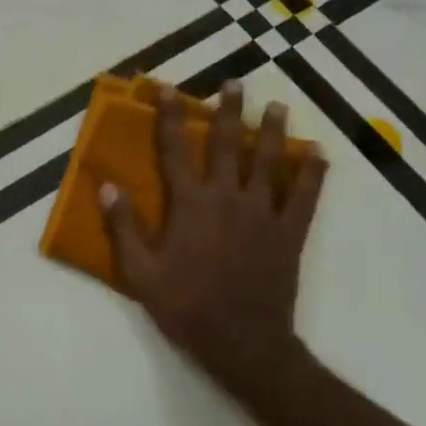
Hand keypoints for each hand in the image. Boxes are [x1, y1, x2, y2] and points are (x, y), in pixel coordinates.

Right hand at [100, 84, 327, 403]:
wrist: (242, 342)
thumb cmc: (185, 305)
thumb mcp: (140, 271)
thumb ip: (123, 226)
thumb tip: (107, 185)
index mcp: (189, 204)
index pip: (175, 149)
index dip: (170, 116)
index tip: (168, 89)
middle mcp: (227, 197)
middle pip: (227, 144)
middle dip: (229, 111)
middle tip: (235, 83)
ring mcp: (262, 213)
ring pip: (268, 162)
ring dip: (272, 131)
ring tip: (277, 106)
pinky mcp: (289, 232)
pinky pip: (304, 196)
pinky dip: (312, 173)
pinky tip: (318, 154)